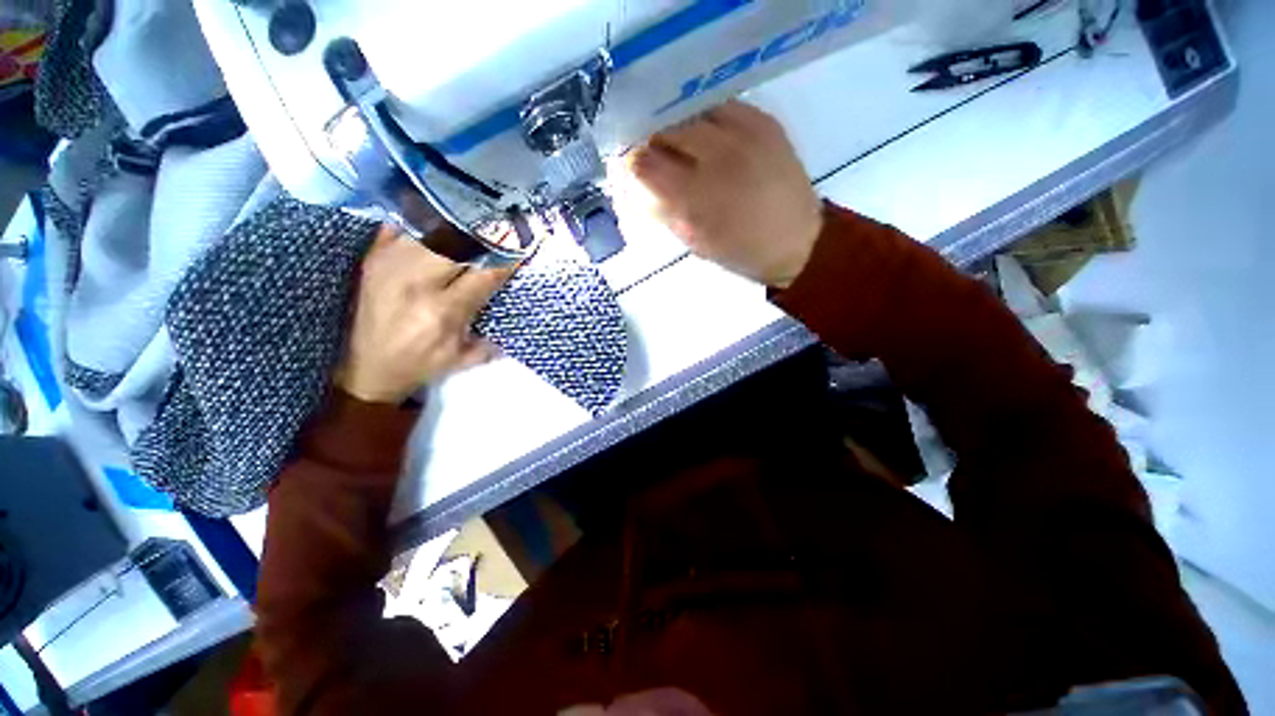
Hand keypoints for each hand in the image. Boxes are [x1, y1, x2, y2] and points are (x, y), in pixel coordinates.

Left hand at [338, 227, 513, 403]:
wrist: (366, 370)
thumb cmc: (420, 365)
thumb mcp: (461, 359)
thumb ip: (491, 341)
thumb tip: (509, 320)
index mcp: (443, 311)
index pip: (484, 275)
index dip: (506, 261)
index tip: (521, 248)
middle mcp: (417, 283)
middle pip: (458, 245)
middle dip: (484, 237)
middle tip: (500, 231)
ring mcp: (391, 267)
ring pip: (431, 231)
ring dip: (458, 228)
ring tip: (474, 224)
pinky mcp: (373, 260)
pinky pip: (399, 227)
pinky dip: (422, 222)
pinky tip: (439, 220)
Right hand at [621, 100, 822, 288]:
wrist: (797, 241)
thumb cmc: (740, 252)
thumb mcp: (694, 241)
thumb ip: (663, 208)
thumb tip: (638, 184)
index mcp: (697, 196)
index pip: (644, 162)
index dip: (631, 163)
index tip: (632, 169)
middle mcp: (718, 155)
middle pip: (665, 126)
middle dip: (651, 139)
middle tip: (655, 154)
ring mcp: (744, 132)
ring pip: (691, 109)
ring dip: (678, 124)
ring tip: (681, 144)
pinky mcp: (764, 121)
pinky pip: (721, 105)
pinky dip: (705, 117)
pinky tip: (708, 136)